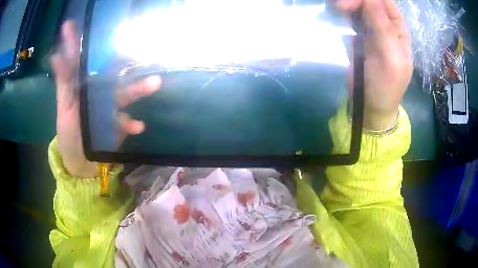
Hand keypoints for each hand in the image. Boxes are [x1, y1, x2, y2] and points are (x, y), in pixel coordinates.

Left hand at [51, 21, 160, 176]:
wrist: (82, 164)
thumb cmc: (68, 136)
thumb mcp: (64, 108)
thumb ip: (63, 83)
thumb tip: (56, 55)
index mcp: (81, 86)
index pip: (80, 58)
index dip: (77, 41)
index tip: (74, 23)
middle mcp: (97, 91)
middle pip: (111, 72)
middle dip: (125, 61)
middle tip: (140, 50)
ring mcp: (109, 107)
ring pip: (125, 92)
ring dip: (139, 88)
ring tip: (155, 83)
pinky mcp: (118, 123)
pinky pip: (127, 120)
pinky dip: (132, 123)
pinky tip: (138, 127)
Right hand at [337, 0, 412, 129]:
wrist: (370, 105)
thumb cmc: (385, 86)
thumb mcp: (390, 58)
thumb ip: (383, 27)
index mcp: (398, 31)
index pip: (386, 3)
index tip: (354, 3)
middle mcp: (385, 26)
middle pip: (371, 3)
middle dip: (356, 2)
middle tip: (340, 7)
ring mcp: (370, 30)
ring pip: (359, 8)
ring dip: (347, 6)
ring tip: (337, 10)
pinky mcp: (357, 37)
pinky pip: (350, 19)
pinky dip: (343, 15)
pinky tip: (338, 17)